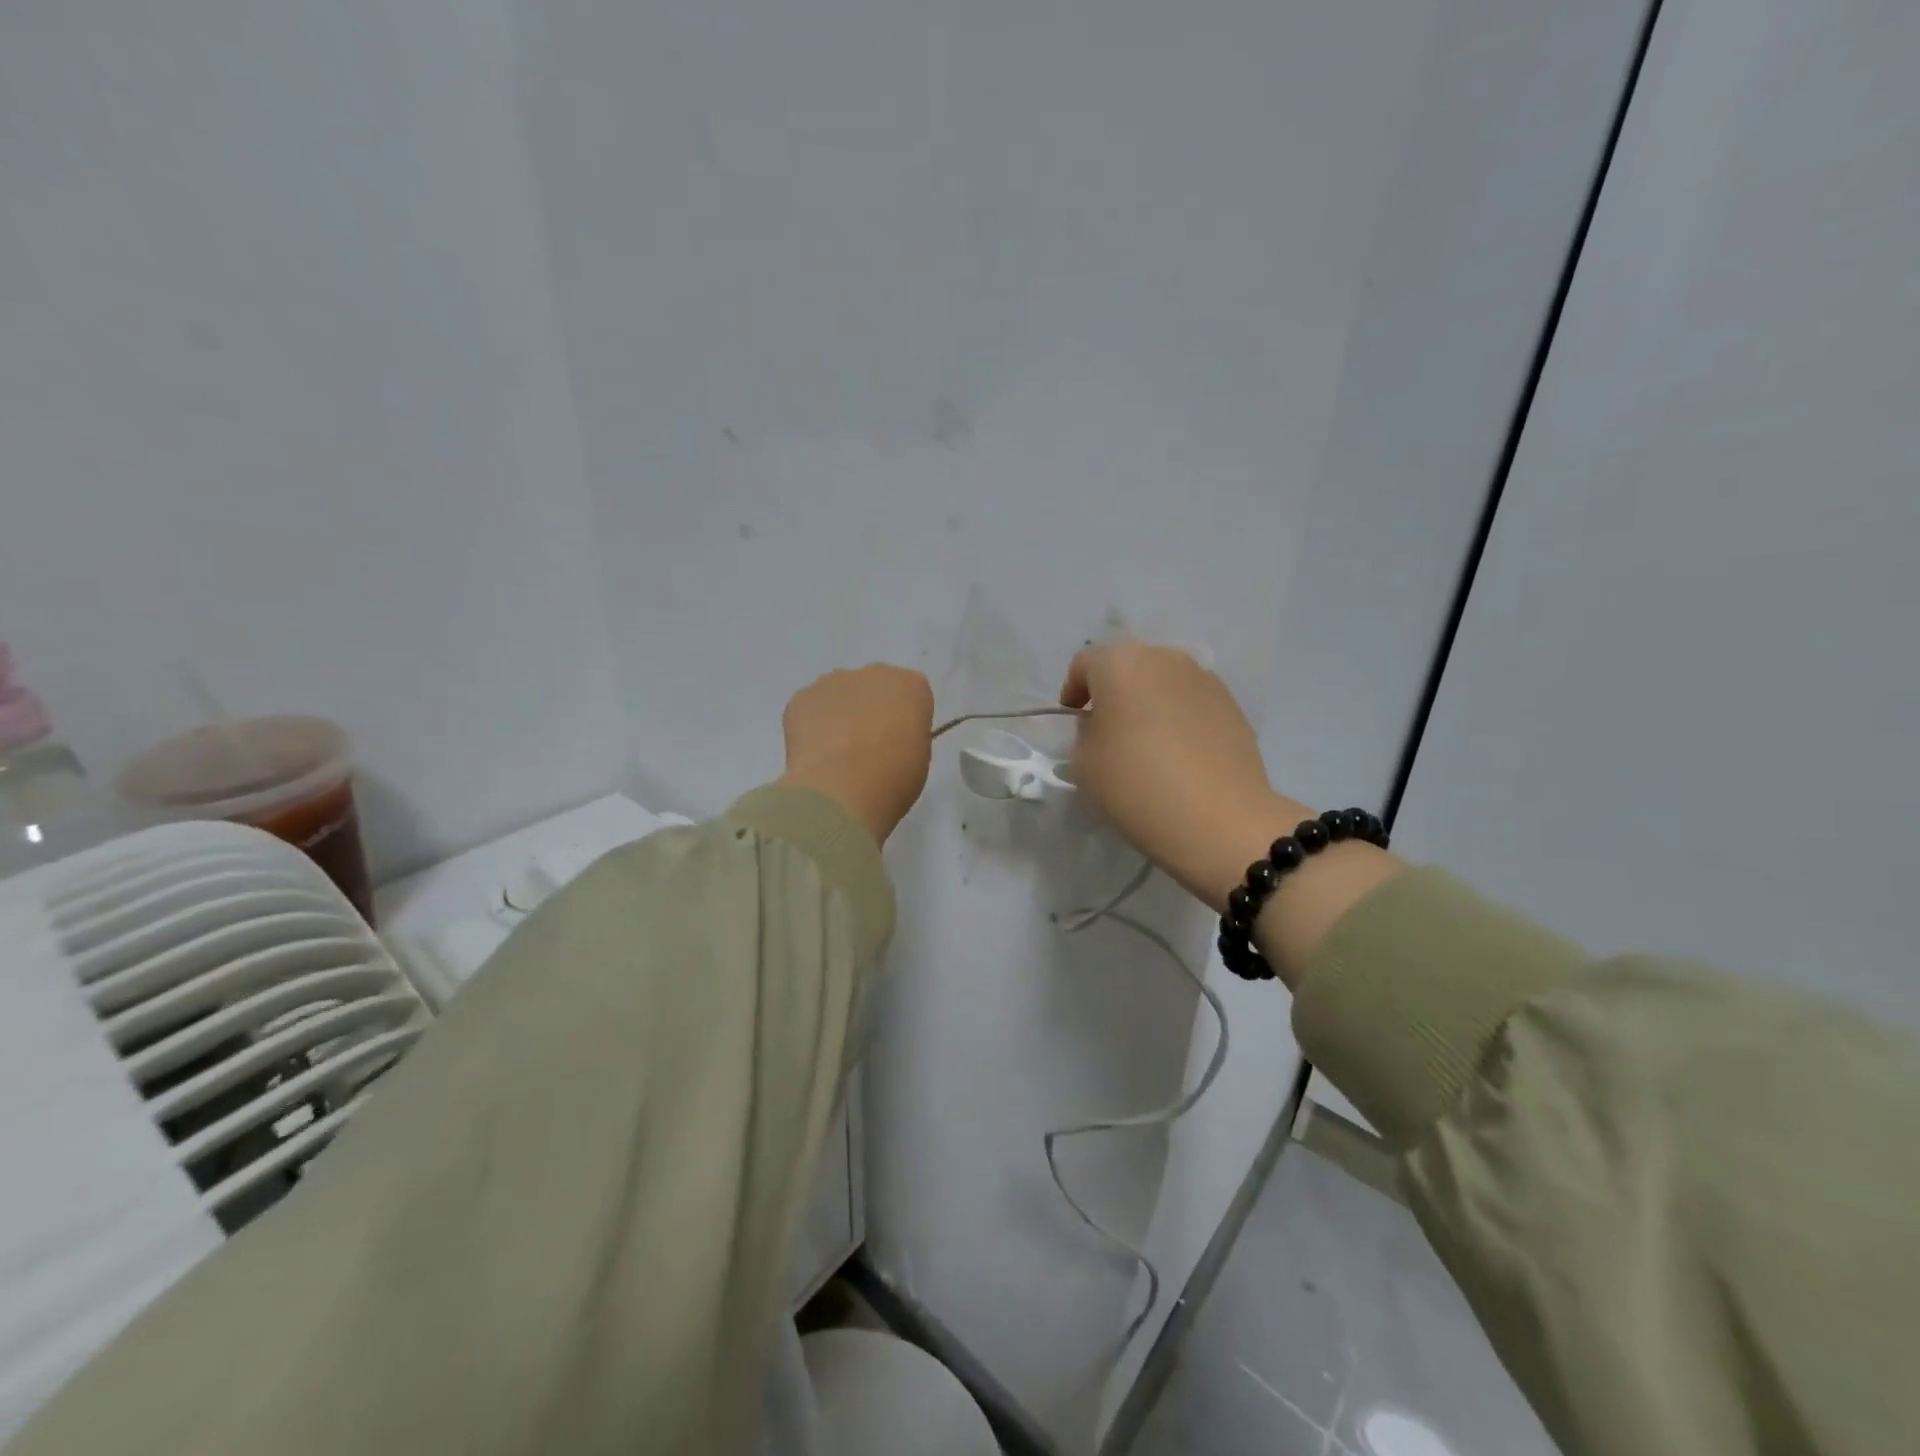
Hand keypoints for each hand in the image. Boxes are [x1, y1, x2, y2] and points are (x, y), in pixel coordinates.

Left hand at [779, 665, 934, 844]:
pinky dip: (810, 727)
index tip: (898, 743)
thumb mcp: (919, 759)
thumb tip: (891, 741)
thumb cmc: (892, 777)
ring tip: (834, 755)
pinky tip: (813, 755)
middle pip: (873, 688)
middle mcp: (874, 673)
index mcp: (911, 685)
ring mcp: (833, 681)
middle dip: (869, 710)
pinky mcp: (802, 697)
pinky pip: (809, 709)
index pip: (911, 695)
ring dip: (838, 716)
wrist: (841, 787)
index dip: (903, 720)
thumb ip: (907, 737)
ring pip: (838, 695)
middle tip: (865, 748)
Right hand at [1060, 643, 1293, 910]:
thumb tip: (1104, 725)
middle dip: (1114, 692)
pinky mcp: (1232, 705)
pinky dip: (1179, 719)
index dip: (1073, 690)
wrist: (1218, 820)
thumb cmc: (1136, 785)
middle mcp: (1165, 658)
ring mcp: (1204, 679)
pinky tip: (1179, 755)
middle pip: (1128, 666)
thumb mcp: (1083, 763)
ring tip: (1146, 743)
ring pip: (1163, 683)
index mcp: (1121, 663)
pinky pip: (1192, 703)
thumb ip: (1086, 732)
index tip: (1073, 719)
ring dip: (1149, 703)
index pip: (1085, 664)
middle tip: (1107, 729)